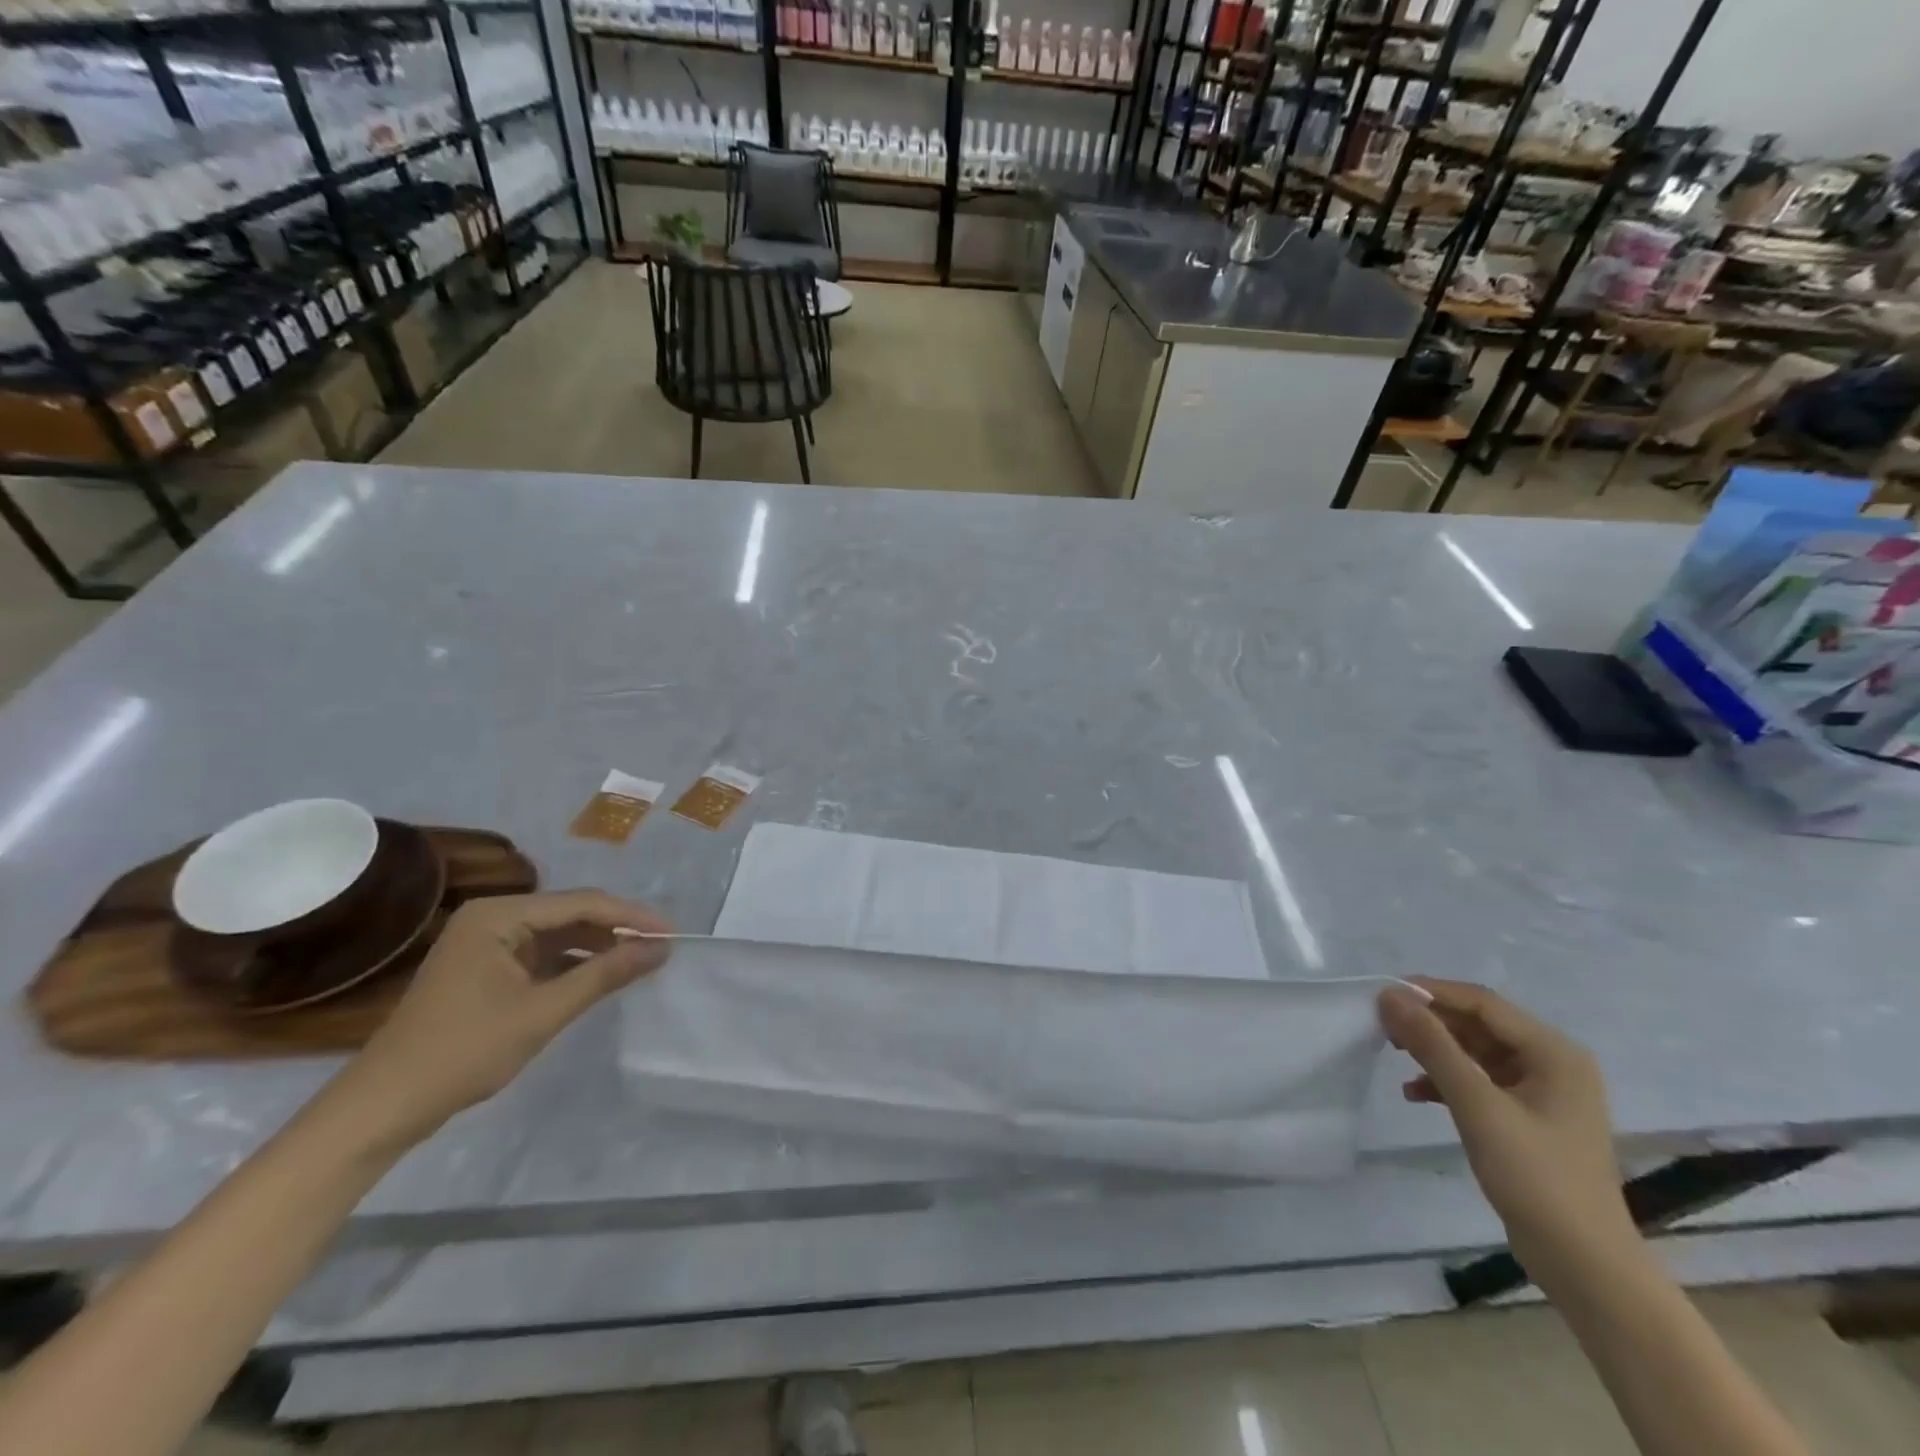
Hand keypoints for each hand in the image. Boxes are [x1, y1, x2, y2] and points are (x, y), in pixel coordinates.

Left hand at [326, 890, 672, 1150]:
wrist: (384, 1106)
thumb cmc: (463, 1052)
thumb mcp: (542, 1013)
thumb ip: (604, 975)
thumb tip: (660, 950)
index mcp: (499, 915)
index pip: (582, 904)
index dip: (631, 918)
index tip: (672, 935)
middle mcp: (493, 917)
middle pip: (571, 913)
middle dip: (617, 930)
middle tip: (661, 948)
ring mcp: (487, 942)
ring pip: (559, 934)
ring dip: (598, 947)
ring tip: (641, 961)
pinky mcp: (486, 968)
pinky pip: (542, 955)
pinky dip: (573, 965)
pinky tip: (601, 977)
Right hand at [1377, 978, 1637, 1278]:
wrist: (1585, 1266)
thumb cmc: (1536, 1177)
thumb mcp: (1477, 1106)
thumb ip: (1432, 1046)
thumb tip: (1389, 996)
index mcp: (1553, 1052)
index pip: (1482, 1003)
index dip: (1431, 992)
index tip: (1382, 996)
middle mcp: (1552, 1063)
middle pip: (1478, 1024)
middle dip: (1429, 1022)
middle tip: (1382, 1025)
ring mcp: (1541, 1092)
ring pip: (1474, 1052)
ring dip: (1434, 1050)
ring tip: (1392, 1053)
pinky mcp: (1527, 1118)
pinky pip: (1479, 1081)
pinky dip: (1446, 1081)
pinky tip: (1415, 1094)